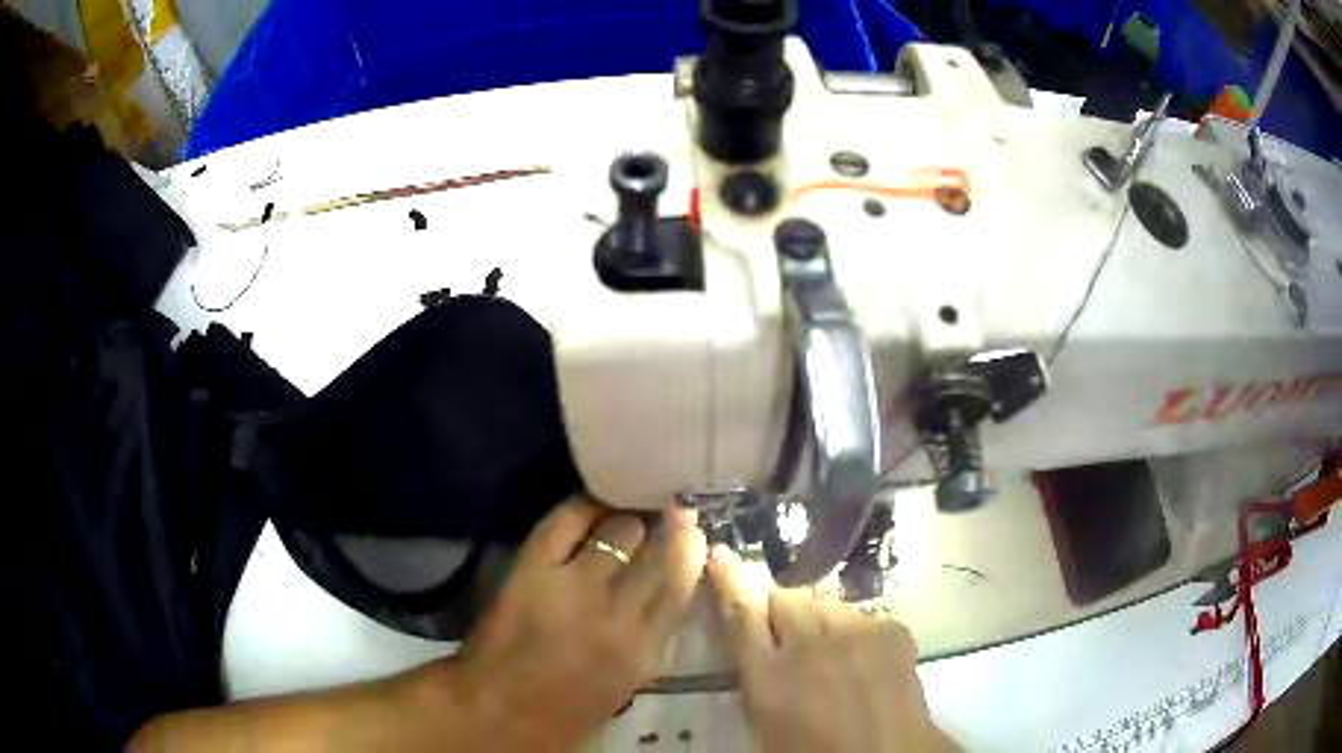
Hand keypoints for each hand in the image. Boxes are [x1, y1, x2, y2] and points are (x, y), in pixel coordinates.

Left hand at [452, 498, 707, 751]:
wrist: (496, 711)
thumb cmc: (563, 711)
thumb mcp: (624, 685)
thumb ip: (647, 638)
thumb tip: (664, 592)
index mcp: (643, 650)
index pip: (680, 585)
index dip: (688, 551)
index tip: (692, 533)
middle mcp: (618, 614)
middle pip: (658, 552)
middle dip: (669, 526)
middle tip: (670, 509)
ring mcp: (574, 586)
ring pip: (619, 530)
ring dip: (627, 519)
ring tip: (627, 511)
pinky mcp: (533, 568)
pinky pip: (567, 520)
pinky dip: (584, 506)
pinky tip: (592, 502)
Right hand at [707, 545, 953, 752]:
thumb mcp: (766, 724)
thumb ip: (758, 679)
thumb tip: (757, 649)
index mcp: (769, 678)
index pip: (740, 615)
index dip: (728, 580)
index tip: (720, 552)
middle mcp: (808, 646)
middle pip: (784, 598)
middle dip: (779, 611)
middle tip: (787, 635)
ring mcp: (855, 633)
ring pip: (824, 604)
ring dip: (818, 621)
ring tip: (832, 653)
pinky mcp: (890, 629)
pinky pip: (861, 617)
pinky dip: (856, 634)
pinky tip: (864, 661)